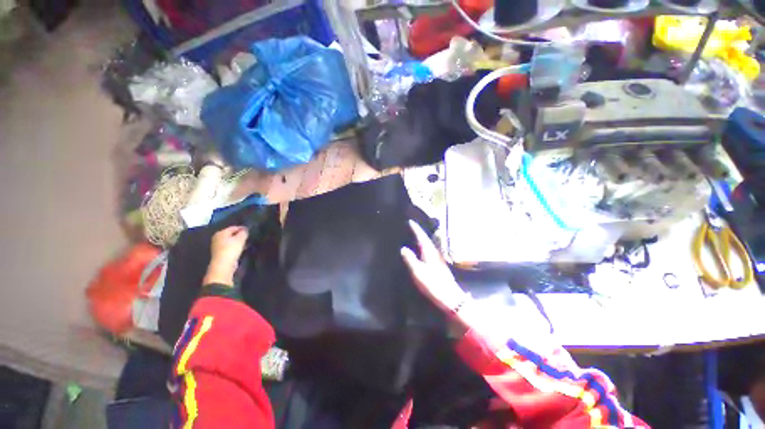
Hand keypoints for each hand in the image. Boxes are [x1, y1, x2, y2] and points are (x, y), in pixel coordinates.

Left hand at [204, 226, 248, 286]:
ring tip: (247, 242)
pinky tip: (242, 248)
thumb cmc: (231, 249)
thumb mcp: (240, 239)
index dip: (242, 228)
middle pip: (231, 234)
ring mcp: (218, 246)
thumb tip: (245, 230)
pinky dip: (236, 246)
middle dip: (240, 235)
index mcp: (221, 233)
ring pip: (231, 241)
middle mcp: (217, 238)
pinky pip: (230, 247)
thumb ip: (244, 233)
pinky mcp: (221, 253)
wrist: (223, 265)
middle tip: (249, 236)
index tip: (250, 229)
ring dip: (238, 241)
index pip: (233, 227)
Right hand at [401, 221, 467, 314]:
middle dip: (419, 232)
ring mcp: (438, 259)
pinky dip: (425, 247)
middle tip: (412, 226)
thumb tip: (403, 248)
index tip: (410, 221)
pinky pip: (430, 250)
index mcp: (429, 252)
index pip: (421, 237)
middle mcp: (435, 253)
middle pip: (426, 239)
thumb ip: (410, 259)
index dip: (416, 229)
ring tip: (415, 236)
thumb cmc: (433, 284)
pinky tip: (422, 250)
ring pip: (429, 245)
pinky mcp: (440, 265)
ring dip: (423, 239)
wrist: (451, 298)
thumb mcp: (418, 272)